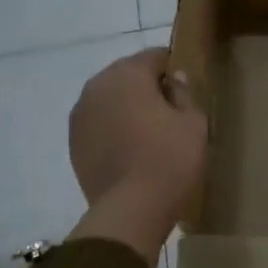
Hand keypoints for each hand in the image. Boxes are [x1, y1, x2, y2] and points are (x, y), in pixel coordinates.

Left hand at [67, 49, 206, 263]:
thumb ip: (184, 93)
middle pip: (127, 76)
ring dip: (127, 108)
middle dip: (147, 87)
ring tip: (149, 133)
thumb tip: (174, 80)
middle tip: (170, 111)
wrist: (131, 210)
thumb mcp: (194, 122)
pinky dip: (113, 129)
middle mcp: (97, 86)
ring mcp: (80, 116)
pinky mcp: (73, 143)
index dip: (173, 69)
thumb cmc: (170, 159)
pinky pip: (99, 125)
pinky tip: (130, 150)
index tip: (186, 89)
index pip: (154, 56)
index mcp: (128, 74)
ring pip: (110, 100)